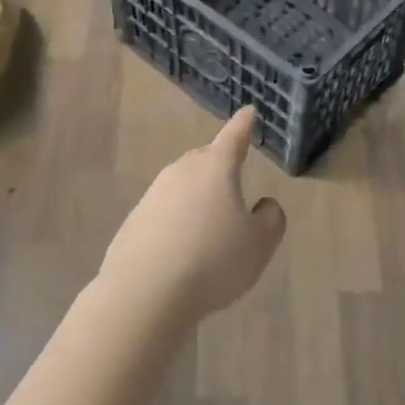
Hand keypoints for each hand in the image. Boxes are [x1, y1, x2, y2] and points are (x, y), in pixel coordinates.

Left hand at [100, 108, 286, 324]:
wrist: (145, 293)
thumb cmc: (212, 261)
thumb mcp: (259, 244)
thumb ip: (270, 219)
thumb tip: (263, 206)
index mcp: (215, 169)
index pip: (234, 137)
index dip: (244, 125)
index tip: (248, 111)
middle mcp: (181, 173)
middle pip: (205, 159)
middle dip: (220, 164)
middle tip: (234, 178)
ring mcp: (153, 195)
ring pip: (183, 185)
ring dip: (198, 197)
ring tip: (211, 225)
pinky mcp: (134, 221)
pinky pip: (164, 212)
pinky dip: (177, 221)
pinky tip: (183, 248)